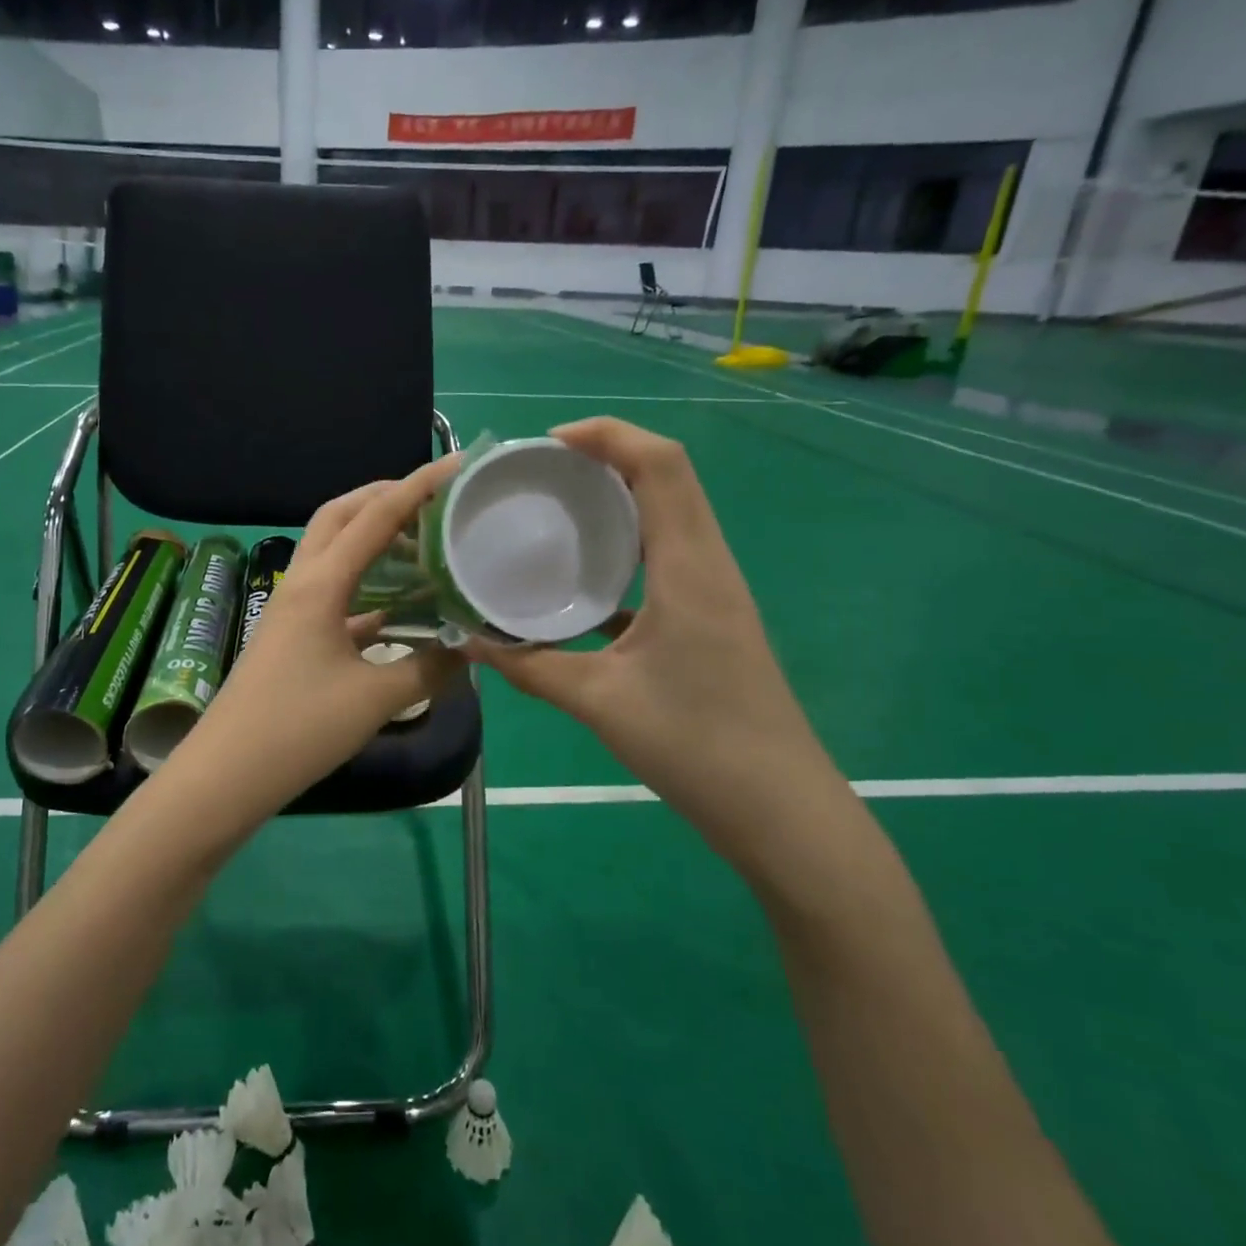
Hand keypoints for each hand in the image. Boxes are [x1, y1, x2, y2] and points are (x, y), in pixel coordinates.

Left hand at [181, 456, 466, 819]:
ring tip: (419, 540)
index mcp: (321, 584)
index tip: (458, 465)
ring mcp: (292, 609)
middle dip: (384, 496)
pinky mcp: (292, 635)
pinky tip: (396, 605)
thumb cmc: (298, 729)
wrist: (227, 774)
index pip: (374, 517)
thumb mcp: (374, 700)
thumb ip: (428, 669)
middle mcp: (302, 583)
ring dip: (371, 535)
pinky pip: (334, 591)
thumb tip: (467, 649)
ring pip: (333, 551)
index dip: (418, 487)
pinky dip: (365, 583)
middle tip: (432, 497)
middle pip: (340, 516)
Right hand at [463, 418, 832, 865]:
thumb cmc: (695, 745)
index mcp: (689, 566)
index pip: (661, 464)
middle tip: (542, 471)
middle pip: (668, 478)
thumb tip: (466, 642)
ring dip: (619, 499)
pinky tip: (582, 579)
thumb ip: (527, 666)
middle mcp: (708, 564)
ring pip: (669, 517)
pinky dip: (626, 548)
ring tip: (558, 509)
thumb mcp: (599, 702)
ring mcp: (714, 592)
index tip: (548, 443)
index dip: (608, 435)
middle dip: (607, 457)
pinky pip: (666, 560)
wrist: (779, 810)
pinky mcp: (710, 620)